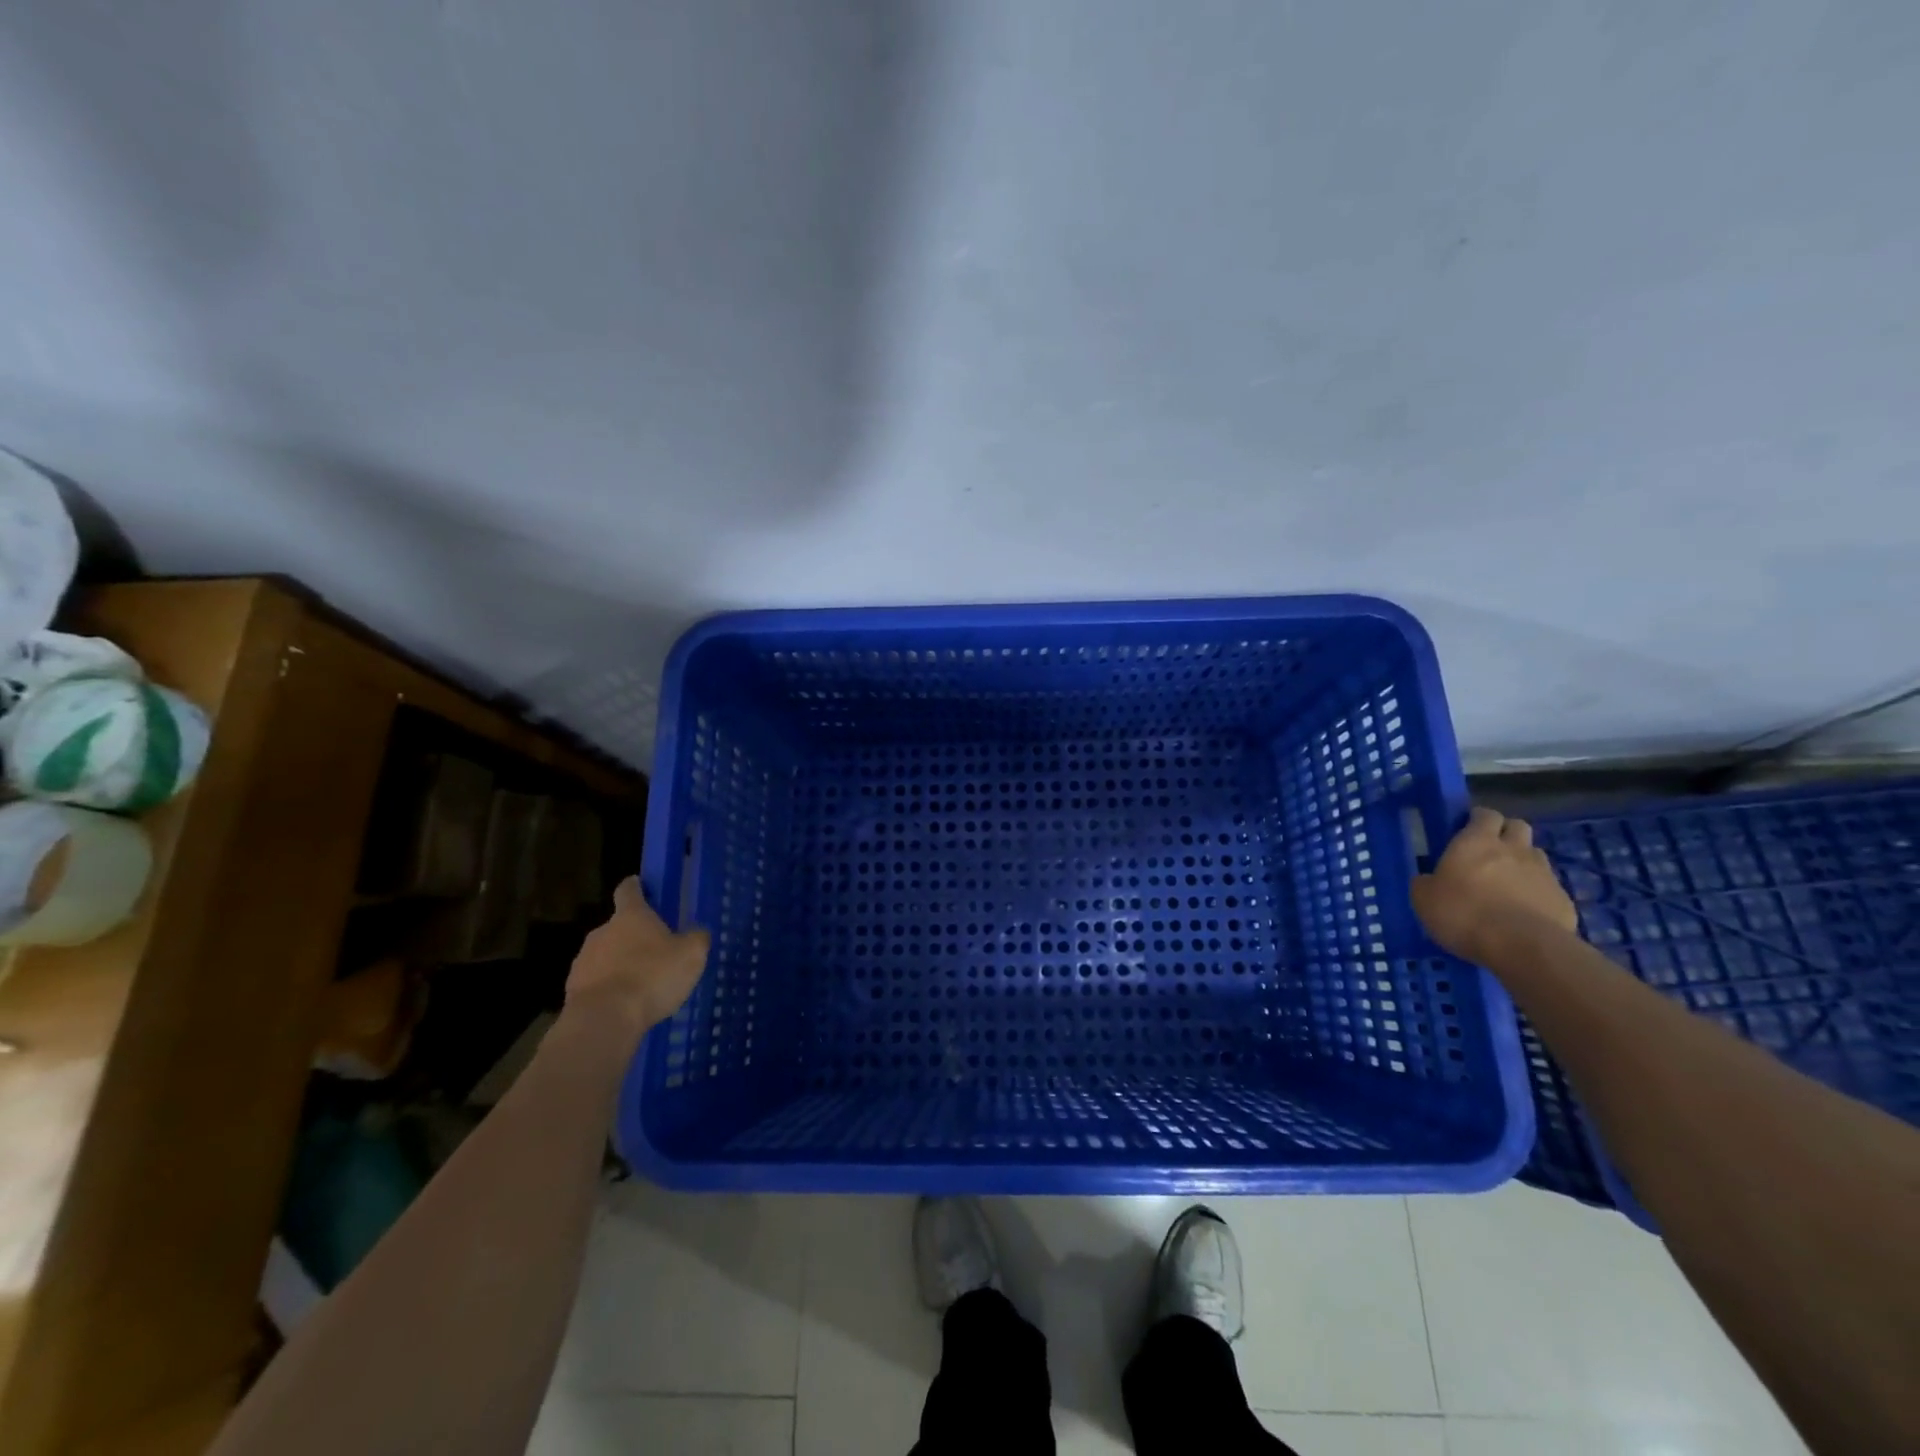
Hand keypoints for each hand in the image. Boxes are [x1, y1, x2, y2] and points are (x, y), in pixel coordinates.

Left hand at [565, 879, 710, 1038]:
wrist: (604, 1019)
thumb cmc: (652, 977)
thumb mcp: (691, 955)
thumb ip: (696, 939)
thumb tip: (697, 932)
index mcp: (631, 916)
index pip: (628, 890)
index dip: (635, 886)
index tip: (640, 885)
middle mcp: (602, 931)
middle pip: (618, 926)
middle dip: (633, 936)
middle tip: (655, 951)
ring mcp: (583, 960)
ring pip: (605, 955)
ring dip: (620, 963)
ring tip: (641, 985)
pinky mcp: (573, 989)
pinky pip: (596, 982)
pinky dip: (609, 988)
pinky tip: (625, 1005)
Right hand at [1411, 806, 1577, 962]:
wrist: (1523, 947)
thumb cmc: (1464, 913)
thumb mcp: (1424, 899)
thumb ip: (1426, 883)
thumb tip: (1428, 880)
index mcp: (1476, 841)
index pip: (1484, 814)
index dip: (1477, 819)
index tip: (1466, 830)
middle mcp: (1513, 849)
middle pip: (1517, 826)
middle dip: (1505, 833)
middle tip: (1489, 851)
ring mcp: (1543, 873)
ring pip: (1535, 855)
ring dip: (1522, 862)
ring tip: (1507, 883)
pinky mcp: (1564, 900)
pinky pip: (1549, 888)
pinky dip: (1537, 893)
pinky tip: (1524, 912)